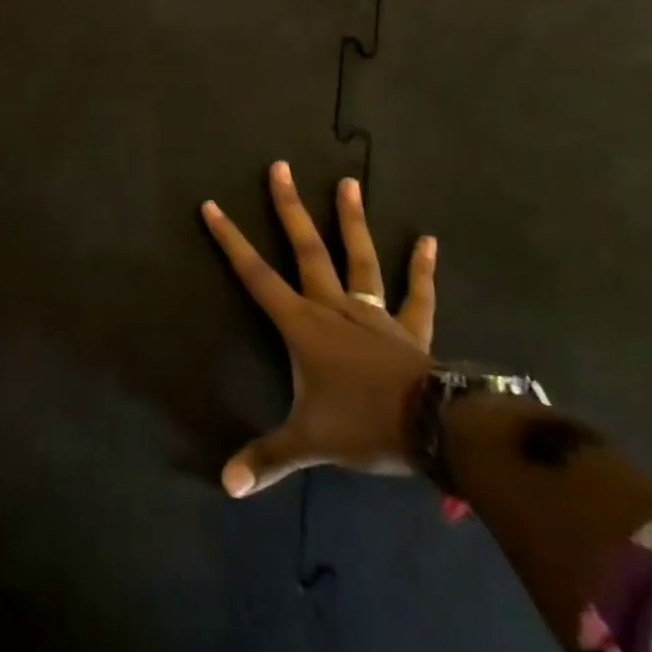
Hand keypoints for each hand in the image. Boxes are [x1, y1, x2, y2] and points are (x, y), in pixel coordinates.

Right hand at [202, 168, 437, 496]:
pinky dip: (422, 267)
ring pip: (359, 258)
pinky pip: (416, 294)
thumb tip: (225, 485)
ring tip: (348, 182)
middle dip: (289, 207)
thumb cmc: (364, 426)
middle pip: (306, 248)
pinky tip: (427, 238)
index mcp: (302, 325)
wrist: (439, 431)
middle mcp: (334, 306)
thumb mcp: (307, 443)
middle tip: (280, 166)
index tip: (212, 205)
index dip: (230, 240)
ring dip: (352, 220)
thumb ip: (266, 459)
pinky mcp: (410, 329)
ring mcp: (374, 313)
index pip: (255, 275)